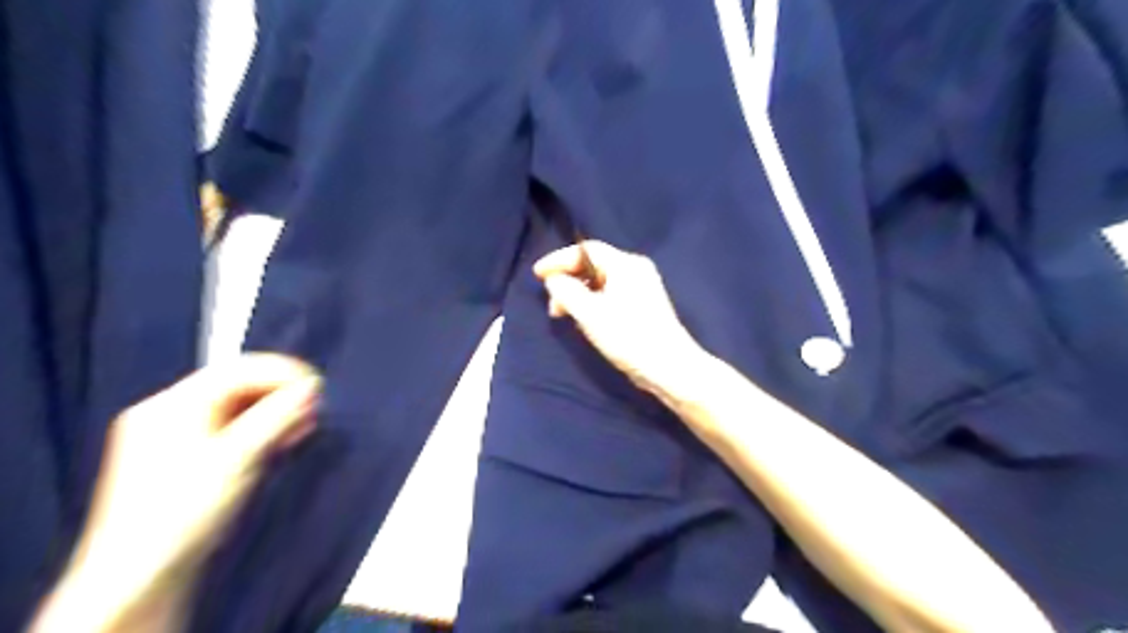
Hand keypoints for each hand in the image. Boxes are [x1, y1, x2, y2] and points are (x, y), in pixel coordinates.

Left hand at [37, 352, 317, 630]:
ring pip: (238, 407)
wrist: (141, 577)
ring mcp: (177, 435)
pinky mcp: (189, 457)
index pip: (237, 370)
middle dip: (281, 393)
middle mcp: (171, 412)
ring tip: (308, 423)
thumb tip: (312, 387)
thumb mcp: (236, 458)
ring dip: (276, 412)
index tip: (319, 386)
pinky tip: (286, 438)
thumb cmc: (187, 510)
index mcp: (172, 405)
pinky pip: (234, 428)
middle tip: (316, 407)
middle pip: (238, 386)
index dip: (282, 372)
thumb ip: (275, 417)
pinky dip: (263, 429)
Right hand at [531, 239, 703, 397]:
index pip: (586, 250)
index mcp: (626, 264)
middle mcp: (635, 270)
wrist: (669, 367)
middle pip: (593, 265)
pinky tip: (584, 322)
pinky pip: (609, 295)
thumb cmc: (628, 336)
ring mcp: (641, 288)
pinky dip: (592, 304)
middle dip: (568, 281)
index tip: (538, 274)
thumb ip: (566, 291)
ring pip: (600, 282)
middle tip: (552, 304)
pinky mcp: (642, 307)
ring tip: (564, 317)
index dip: (558, 259)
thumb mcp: (590, 314)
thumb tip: (554, 279)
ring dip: (578, 296)